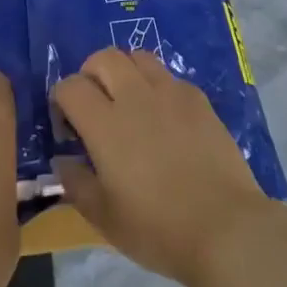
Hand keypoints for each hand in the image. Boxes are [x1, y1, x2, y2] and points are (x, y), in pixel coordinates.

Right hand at [50, 48, 275, 286]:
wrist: (225, 229)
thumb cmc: (158, 229)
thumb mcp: (104, 218)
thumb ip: (76, 182)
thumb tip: (62, 159)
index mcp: (105, 124)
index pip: (70, 86)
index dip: (61, 102)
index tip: (68, 131)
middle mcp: (135, 96)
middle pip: (103, 57)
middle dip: (90, 75)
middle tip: (94, 107)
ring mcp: (170, 92)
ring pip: (138, 57)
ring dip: (124, 72)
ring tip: (128, 103)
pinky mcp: (198, 99)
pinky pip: (168, 76)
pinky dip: (156, 87)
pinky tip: (163, 118)